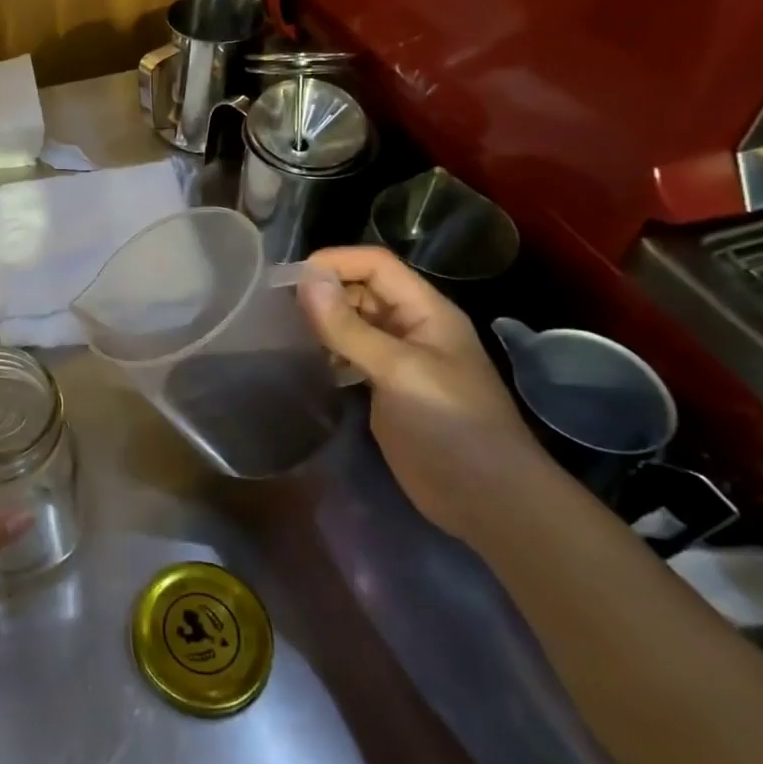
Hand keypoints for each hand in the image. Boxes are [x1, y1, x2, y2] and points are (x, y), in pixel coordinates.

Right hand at [298, 246, 549, 541]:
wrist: (488, 500)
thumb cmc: (450, 424)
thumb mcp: (397, 370)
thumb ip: (348, 327)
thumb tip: (304, 279)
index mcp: (425, 310)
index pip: (375, 264)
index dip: (334, 263)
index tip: (287, 281)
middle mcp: (411, 327)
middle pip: (362, 290)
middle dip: (322, 292)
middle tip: (274, 308)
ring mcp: (399, 360)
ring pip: (353, 323)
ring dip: (322, 322)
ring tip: (282, 333)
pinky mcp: (386, 389)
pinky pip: (351, 355)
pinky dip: (327, 352)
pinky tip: (305, 363)